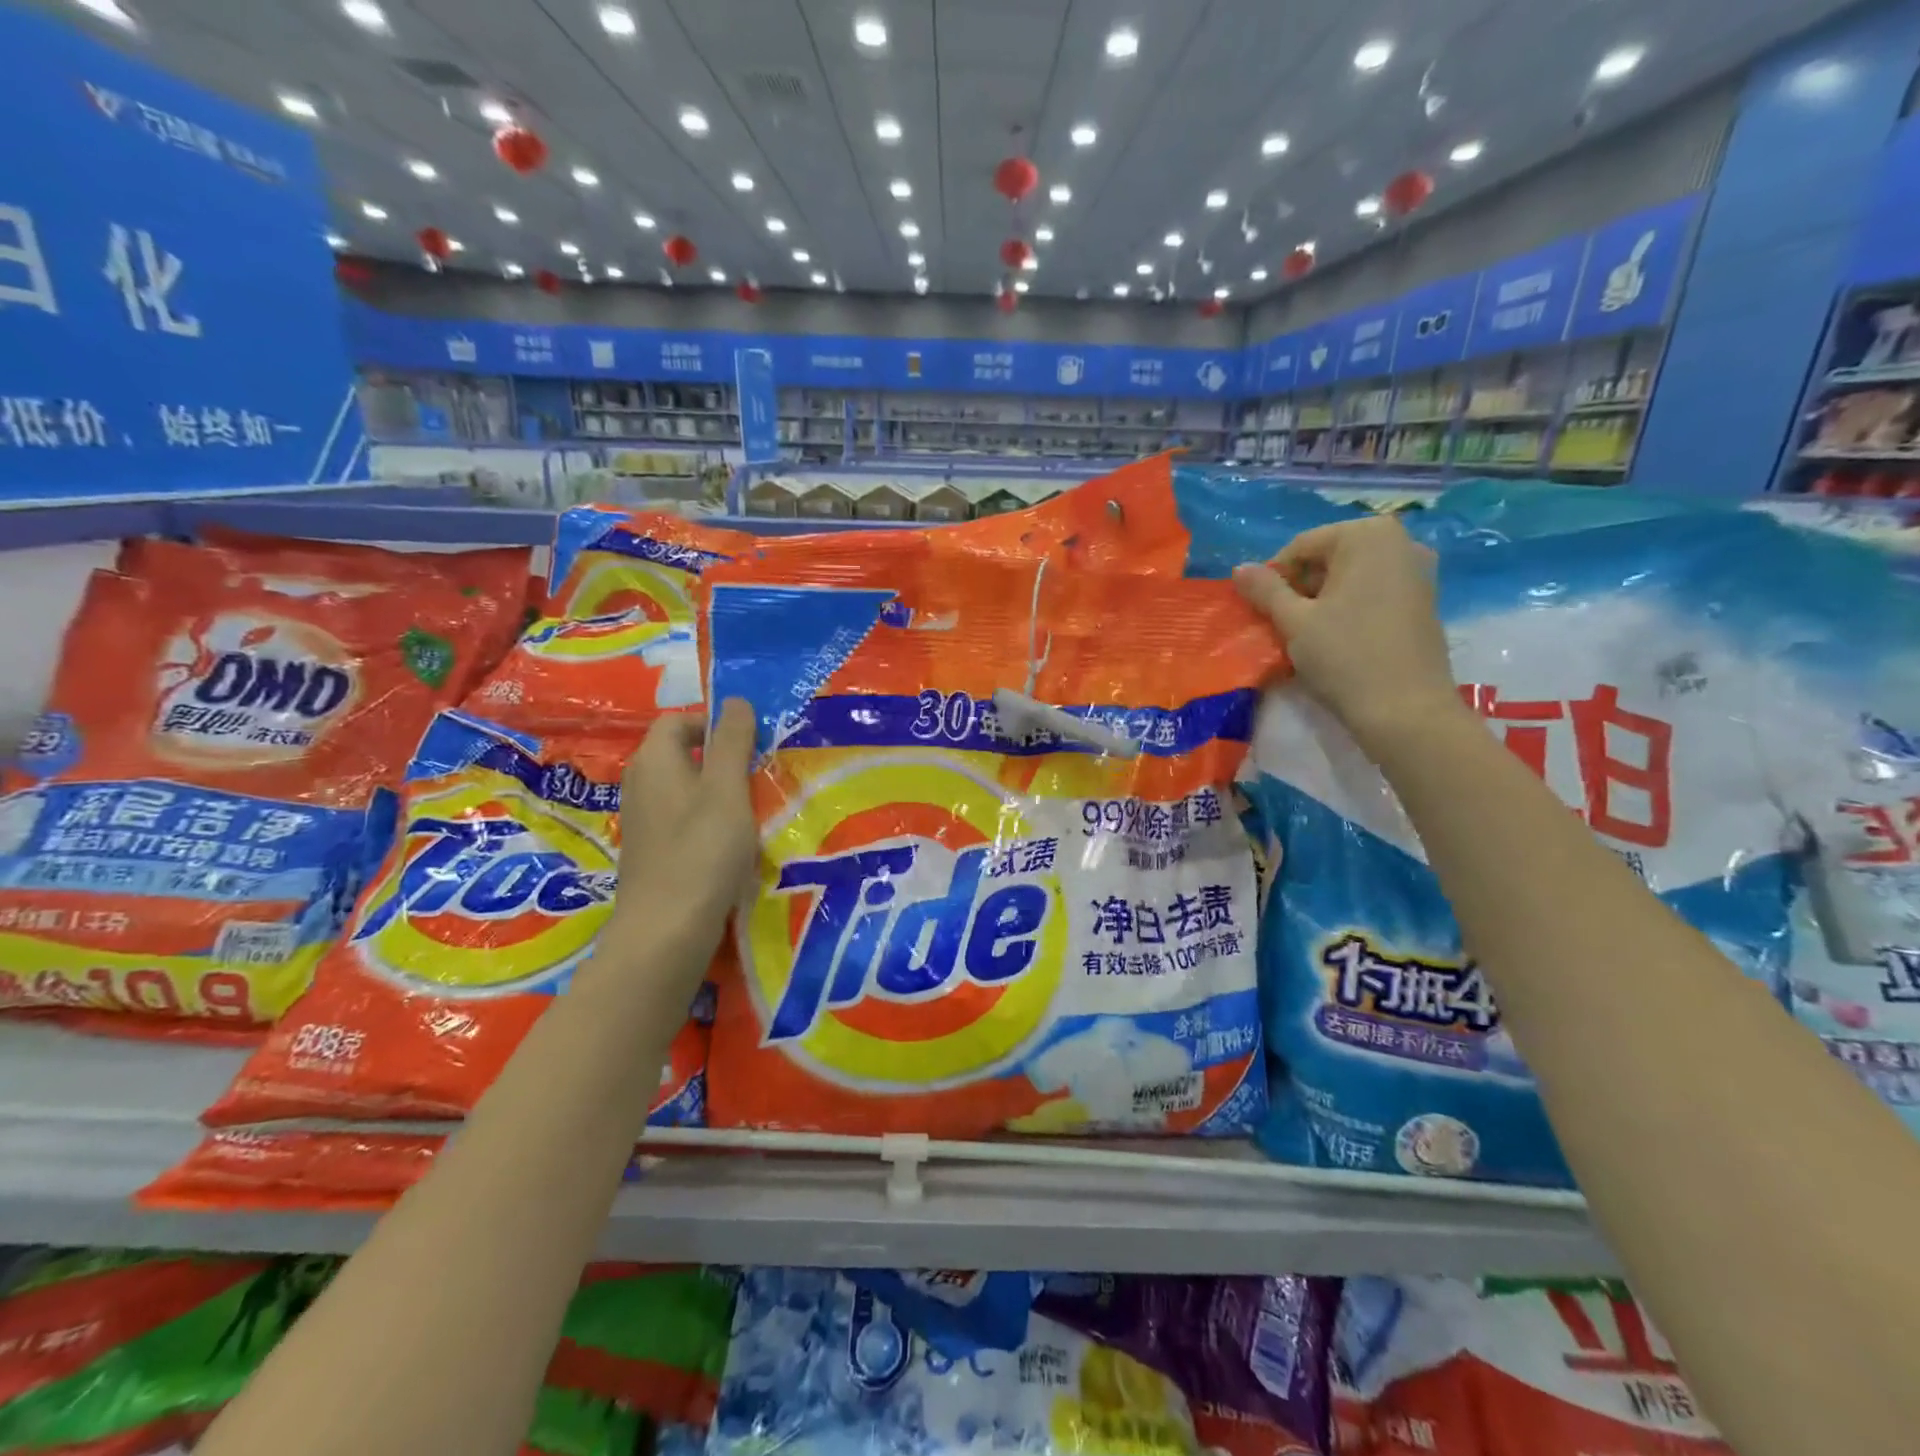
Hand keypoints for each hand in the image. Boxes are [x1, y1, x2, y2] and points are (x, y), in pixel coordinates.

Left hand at [608, 698, 759, 955]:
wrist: (666, 929)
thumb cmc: (702, 850)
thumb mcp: (727, 788)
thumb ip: (732, 742)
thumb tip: (735, 700)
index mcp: (654, 760)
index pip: (677, 721)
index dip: (712, 724)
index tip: (748, 744)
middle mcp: (638, 783)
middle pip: (677, 753)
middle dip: (717, 757)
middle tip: (753, 775)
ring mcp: (640, 821)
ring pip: (679, 788)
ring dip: (713, 791)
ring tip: (747, 810)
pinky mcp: (649, 852)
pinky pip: (678, 818)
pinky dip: (702, 820)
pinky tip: (727, 844)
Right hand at [1232, 516, 1462, 753]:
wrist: (1405, 709)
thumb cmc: (1345, 656)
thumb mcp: (1294, 621)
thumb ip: (1265, 589)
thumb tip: (1239, 568)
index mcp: (1368, 535)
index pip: (1301, 546)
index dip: (1274, 577)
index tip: (1262, 610)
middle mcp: (1400, 541)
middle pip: (1329, 558)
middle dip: (1300, 587)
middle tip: (1283, 624)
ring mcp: (1417, 571)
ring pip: (1350, 577)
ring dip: (1322, 599)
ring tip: (1308, 634)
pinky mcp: (1424, 600)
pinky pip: (1373, 592)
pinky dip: (1349, 607)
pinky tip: (1338, 639)